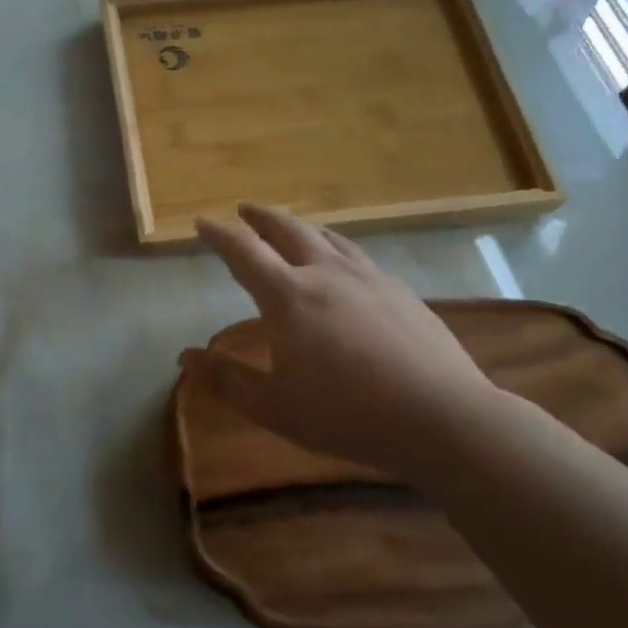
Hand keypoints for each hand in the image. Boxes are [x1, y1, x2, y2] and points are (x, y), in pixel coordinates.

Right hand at [183, 204, 501, 474]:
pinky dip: (334, 247)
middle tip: (243, 210)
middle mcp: (326, 273)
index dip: (219, 234)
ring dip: (299, 226)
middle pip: (287, 229)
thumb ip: (227, 380)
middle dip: (260, 217)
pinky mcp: (400, 290)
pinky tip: (342, 265)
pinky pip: (356, 255)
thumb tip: (185, 357)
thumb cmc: (347, 414)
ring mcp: (368, 277)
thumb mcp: (275, 407)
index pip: (243, 251)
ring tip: (289, 227)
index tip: (202, 222)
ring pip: (326, 236)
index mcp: (289, 296)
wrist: (442, 417)